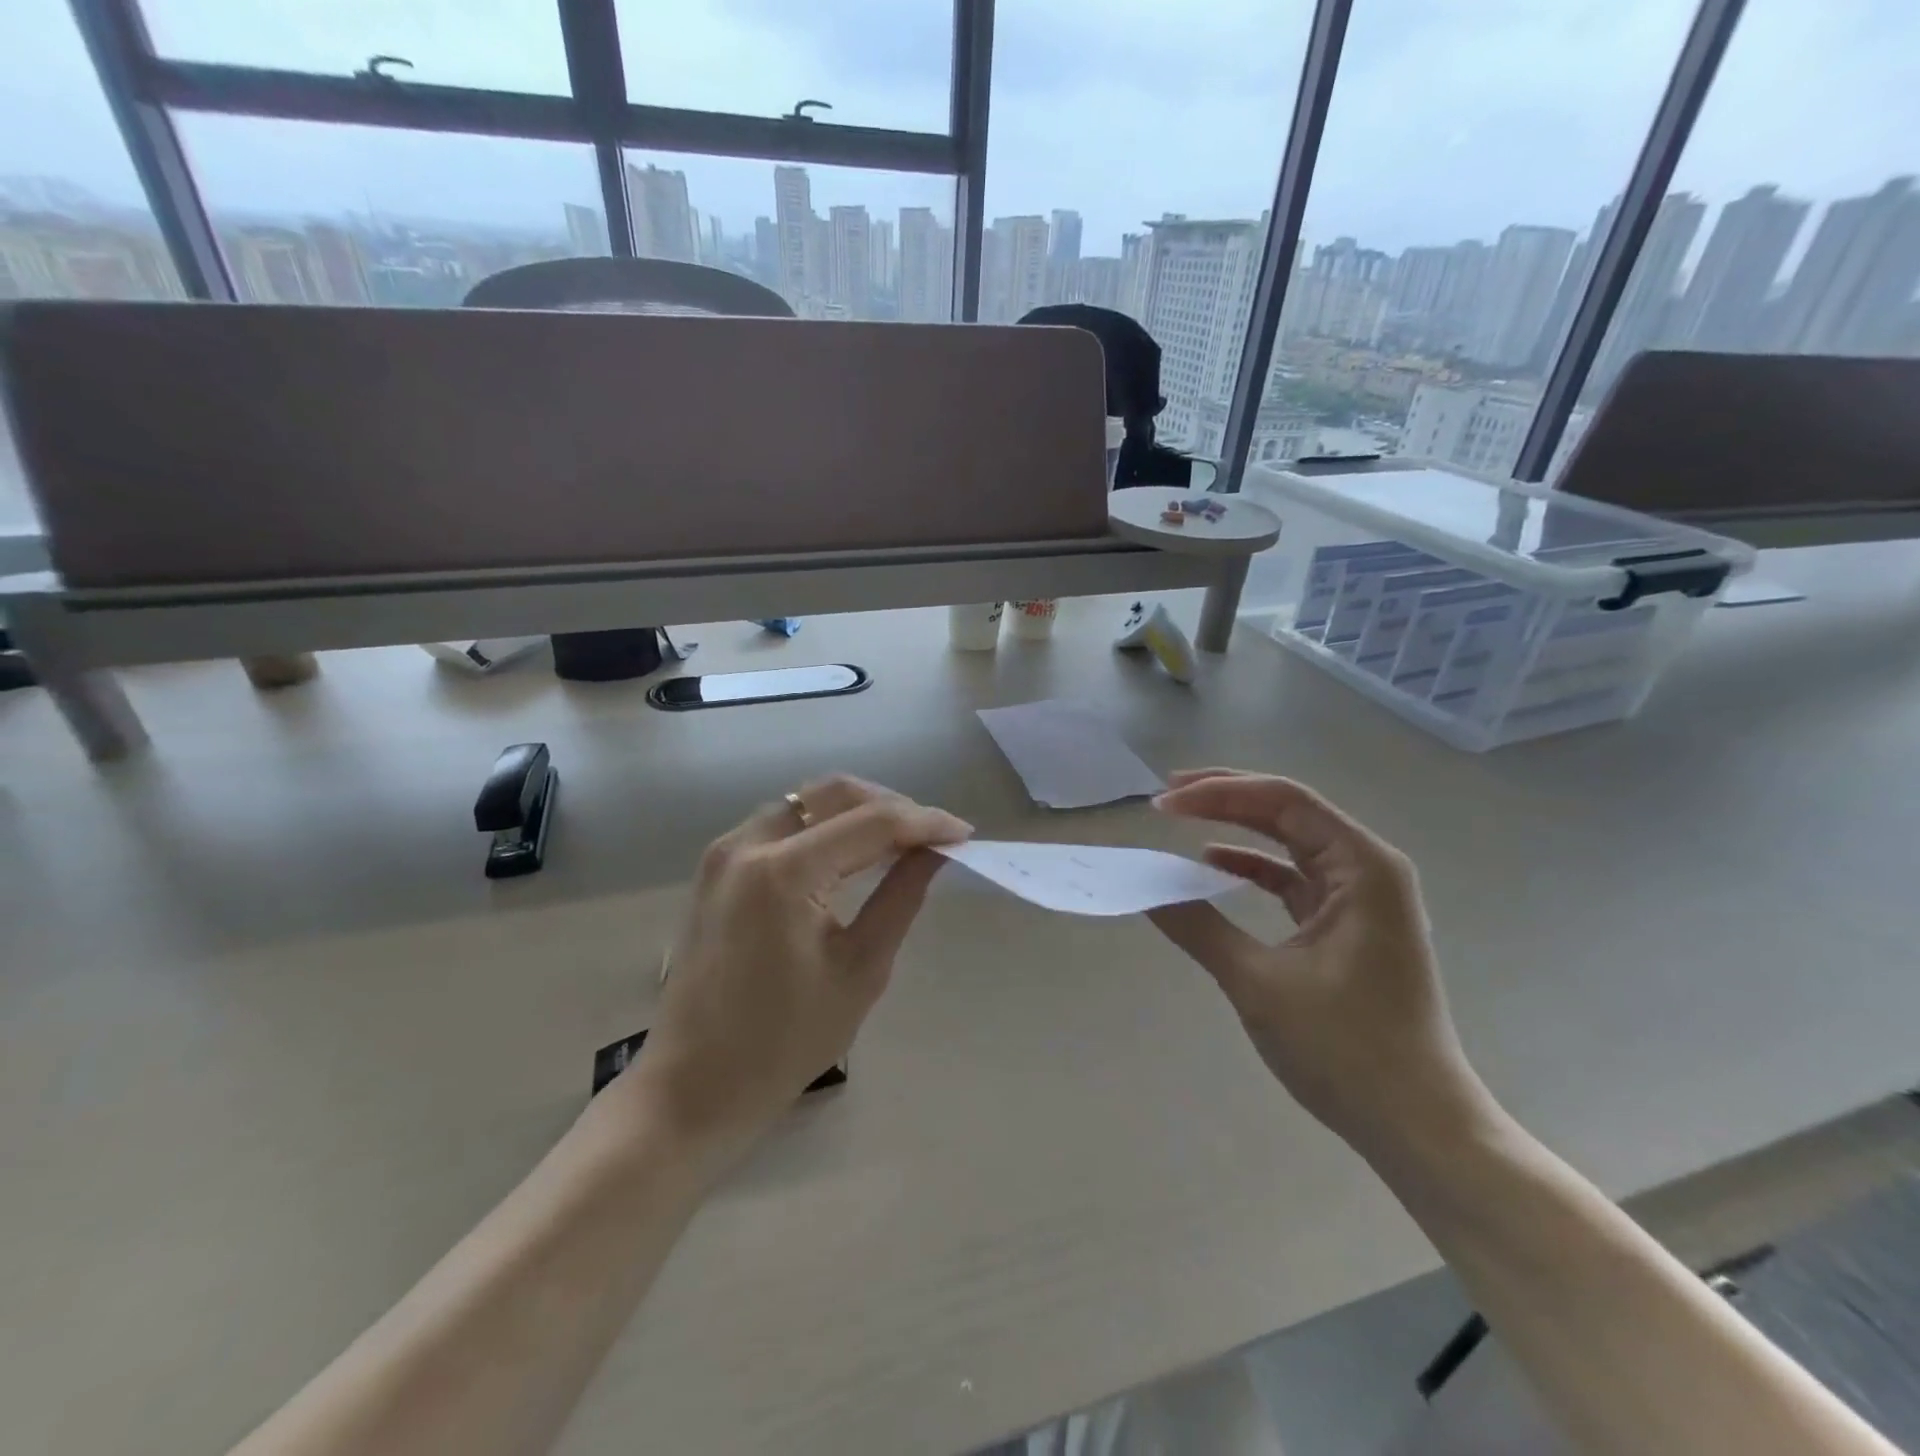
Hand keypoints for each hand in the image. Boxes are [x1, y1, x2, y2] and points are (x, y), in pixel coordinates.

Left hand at [628, 775, 971, 1172]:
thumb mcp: (860, 969)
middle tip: (933, 836)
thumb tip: (937, 851)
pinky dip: (824, 827)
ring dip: (857, 811)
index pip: (871, 822)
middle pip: (834, 793)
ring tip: (900, 842)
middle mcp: (747, 843)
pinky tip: (852, 852)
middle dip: (892, 805)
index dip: (925, 822)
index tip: (964, 833)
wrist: (694, 1084)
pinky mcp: (718, 866)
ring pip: (806, 801)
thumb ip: (901, 896)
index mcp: (783, 873)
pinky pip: (782, 823)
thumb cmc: (784, 1042)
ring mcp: (725, 851)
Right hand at [1147, 769, 1487, 1151]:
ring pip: (1290, 841)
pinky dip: (1253, 868)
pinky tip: (1214, 867)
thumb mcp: (1260, 983)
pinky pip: (1294, 878)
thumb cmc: (1347, 1050)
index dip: (1219, 793)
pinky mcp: (1348, 925)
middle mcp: (1367, 869)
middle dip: (1225, 798)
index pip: (1283, 802)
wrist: (1418, 1126)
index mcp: (1362, 868)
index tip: (1164, 803)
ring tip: (1182, 817)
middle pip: (1289, 811)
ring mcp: (1361, 898)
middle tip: (1166, 797)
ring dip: (1237, 827)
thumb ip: (1198, 927)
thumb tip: (1144, 889)